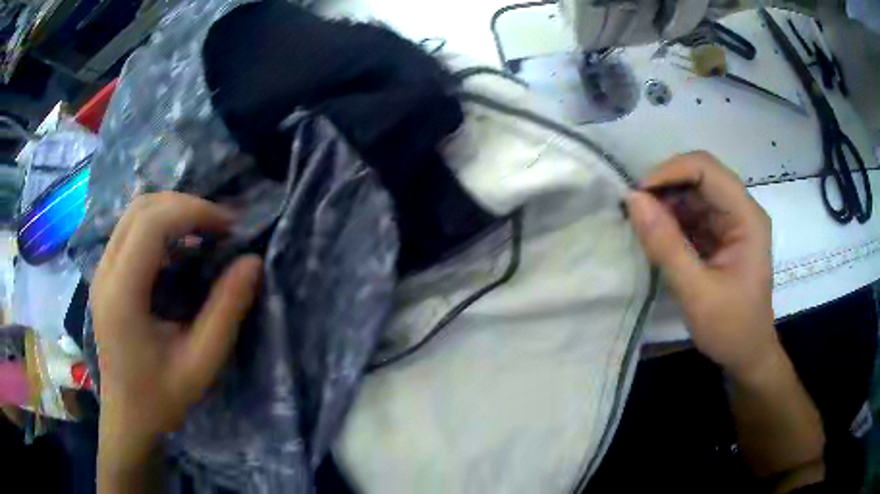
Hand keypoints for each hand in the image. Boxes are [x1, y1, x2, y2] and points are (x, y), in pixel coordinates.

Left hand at [92, 192, 261, 470]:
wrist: (127, 416)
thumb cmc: (161, 397)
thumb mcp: (201, 364)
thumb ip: (226, 312)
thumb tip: (253, 262)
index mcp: (122, 294)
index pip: (152, 223)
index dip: (193, 211)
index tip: (230, 226)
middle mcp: (105, 272)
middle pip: (142, 207)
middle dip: (185, 205)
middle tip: (220, 226)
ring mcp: (101, 271)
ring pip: (134, 213)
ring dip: (172, 211)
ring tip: (203, 231)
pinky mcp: (105, 274)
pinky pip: (131, 230)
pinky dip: (160, 225)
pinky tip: (180, 248)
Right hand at [626, 151, 775, 376]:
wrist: (747, 355)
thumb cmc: (731, 328)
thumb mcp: (697, 293)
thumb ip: (666, 246)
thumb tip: (633, 200)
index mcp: (746, 217)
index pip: (706, 169)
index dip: (670, 172)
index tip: (638, 196)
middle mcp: (741, 210)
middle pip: (699, 176)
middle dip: (665, 188)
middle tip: (635, 212)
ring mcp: (732, 222)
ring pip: (693, 193)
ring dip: (666, 205)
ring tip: (642, 227)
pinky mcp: (722, 235)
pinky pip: (693, 214)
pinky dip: (671, 221)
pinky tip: (657, 238)